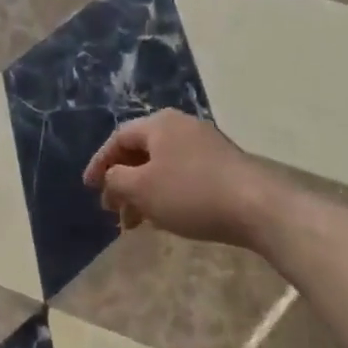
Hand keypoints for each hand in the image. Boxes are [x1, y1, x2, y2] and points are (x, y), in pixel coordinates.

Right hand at [83, 110, 277, 249]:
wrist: (258, 207)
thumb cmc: (191, 194)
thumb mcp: (142, 189)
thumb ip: (116, 179)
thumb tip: (112, 176)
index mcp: (159, 124)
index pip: (118, 138)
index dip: (99, 163)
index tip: (89, 188)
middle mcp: (182, 126)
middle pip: (141, 152)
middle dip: (122, 182)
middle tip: (113, 210)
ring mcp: (206, 144)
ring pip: (162, 166)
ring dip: (143, 192)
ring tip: (137, 223)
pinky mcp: (224, 165)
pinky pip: (183, 174)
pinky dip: (166, 193)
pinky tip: (166, 217)